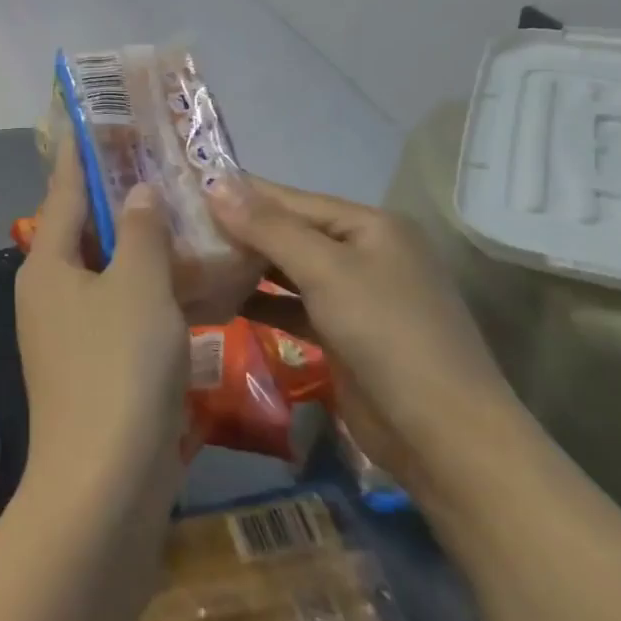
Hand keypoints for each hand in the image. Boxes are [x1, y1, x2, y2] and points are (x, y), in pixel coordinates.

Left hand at [14, 139, 190, 517]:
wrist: (104, 486)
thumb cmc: (118, 368)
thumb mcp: (138, 286)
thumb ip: (140, 233)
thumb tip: (137, 193)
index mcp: (48, 265)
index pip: (65, 192)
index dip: (82, 155)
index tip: (96, 121)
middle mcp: (49, 294)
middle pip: (85, 232)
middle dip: (120, 201)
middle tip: (160, 167)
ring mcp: (68, 336)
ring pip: (107, 274)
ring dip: (140, 248)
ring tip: (182, 217)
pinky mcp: (93, 370)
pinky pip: (120, 312)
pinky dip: (148, 292)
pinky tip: (187, 285)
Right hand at [208, 177, 520, 500]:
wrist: (443, 436)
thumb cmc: (388, 335)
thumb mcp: (327, 271)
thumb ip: (269, 228)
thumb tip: (215, 184)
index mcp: (369, 226)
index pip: (292, 199)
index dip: (240, 193)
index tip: (187, 186)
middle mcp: (362, 253)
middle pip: (288, 232)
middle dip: (238, 230)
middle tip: (177, 225)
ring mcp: (354, 296)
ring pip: (287, 271)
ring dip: (244, 266)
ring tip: (188, 257)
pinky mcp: (341, 335)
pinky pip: (291, 306)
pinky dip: (259, 303)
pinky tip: (218, 299)